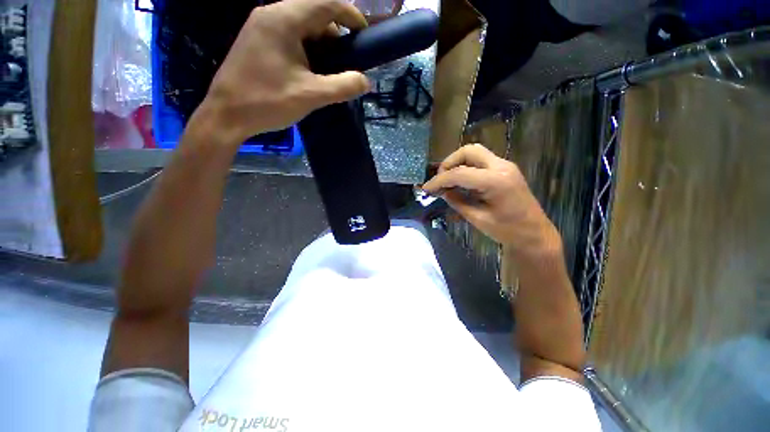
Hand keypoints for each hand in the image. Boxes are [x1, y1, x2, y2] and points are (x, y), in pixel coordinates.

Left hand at [196, 0, 370, 144]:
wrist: (220, 118)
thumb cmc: (262, 102)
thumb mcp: (310, 95)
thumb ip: (345, 85)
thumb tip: (365, 81)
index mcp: (286, 18)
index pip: (330, 4)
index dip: (352, 16)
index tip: (362, 35)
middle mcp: (271, 12)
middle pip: (315, 9)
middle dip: (333, 29)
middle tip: (340, 54)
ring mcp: (259, 21)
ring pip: (299, 16)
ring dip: (316, 34)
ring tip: (321, 61)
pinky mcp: (251, 32)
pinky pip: (284, 24)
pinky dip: (299, 37)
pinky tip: (300, 59)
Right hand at [422, 144, 559, 252]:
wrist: (535, 234)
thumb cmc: (510, 232)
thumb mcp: (480, 220)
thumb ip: (459, 203)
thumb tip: (443, 192)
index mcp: (495, 181)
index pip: (460, 173)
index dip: (440, 180)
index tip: (426, 188)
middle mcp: (501, 166)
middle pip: (469, 151)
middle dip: (450, 162)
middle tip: (440, 179)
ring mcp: (506, 166)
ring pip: (477, 152)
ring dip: (461, 162)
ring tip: (450, 180)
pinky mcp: (508, 169)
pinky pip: (485, 161)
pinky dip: (471, 167)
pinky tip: (465, 182)